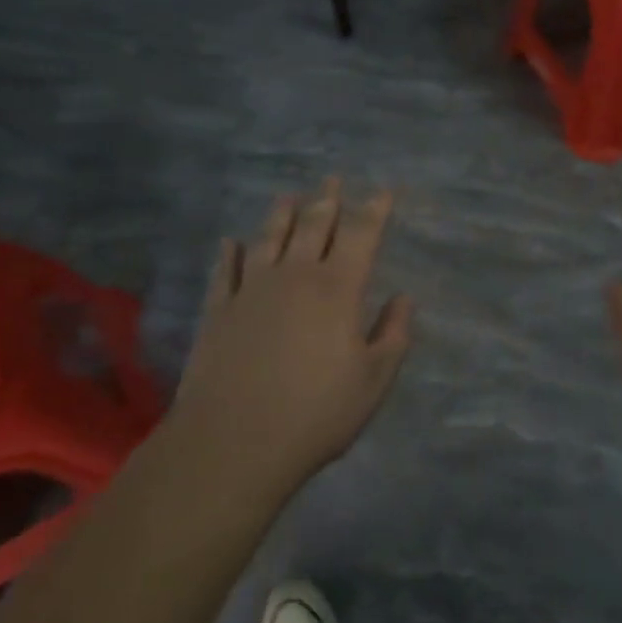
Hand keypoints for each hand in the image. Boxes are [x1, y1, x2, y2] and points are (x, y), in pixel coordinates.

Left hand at [170, 179, 413, 500]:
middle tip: (333, 178)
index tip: (384, 190)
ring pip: (269, 238)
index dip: (375, 209)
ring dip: (281, 214)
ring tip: (288, 196)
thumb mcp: (373, 382)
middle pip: (313, 226)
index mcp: (337, 288)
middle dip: (327, 199)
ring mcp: (252, 290)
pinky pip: (225, 271)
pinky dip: (229, 254)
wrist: (232, 444)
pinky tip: (230, 242)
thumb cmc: (315, 414)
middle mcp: (295, 276)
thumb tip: (403, 298)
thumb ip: (393, 335)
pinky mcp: (218, 311)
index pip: (361, 235)